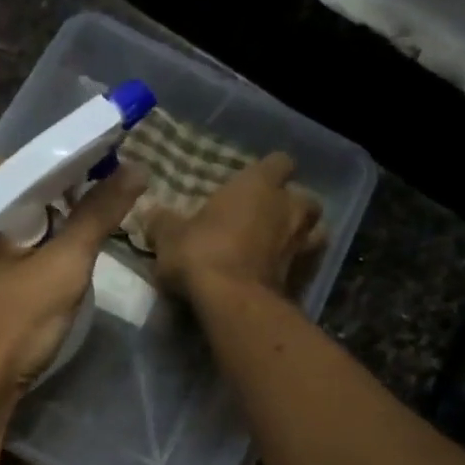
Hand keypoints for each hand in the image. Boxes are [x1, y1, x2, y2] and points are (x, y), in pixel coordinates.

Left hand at [0, 161, 146, 418]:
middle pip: (4, 190)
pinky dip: (15, 241)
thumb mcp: (60, 271)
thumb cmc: (7, 334)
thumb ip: (96, 215)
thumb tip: (136, 170)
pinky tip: (42, 255)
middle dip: (51, 199)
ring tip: (77, 231)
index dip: (66, 170)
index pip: (17, 167)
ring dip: (37, 221)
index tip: (108, 174)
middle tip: (97, 207)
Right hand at [147, 152, 324, 297]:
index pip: (279, 162)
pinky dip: (294, 269)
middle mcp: (289, 208)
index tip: (252, 183)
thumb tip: (150, 212)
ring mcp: (303, 244)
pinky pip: (305, 266)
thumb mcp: (169, 236)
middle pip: (304, 198)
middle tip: (265, 219)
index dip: (268, 171)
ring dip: (299, 237)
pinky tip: (274, 278)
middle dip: (289, 207)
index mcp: (259, 185)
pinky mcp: (306, 278)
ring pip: (314, 232)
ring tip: (277, 248)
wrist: (233, 303)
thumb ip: (163, 222)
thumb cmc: (202, 253)